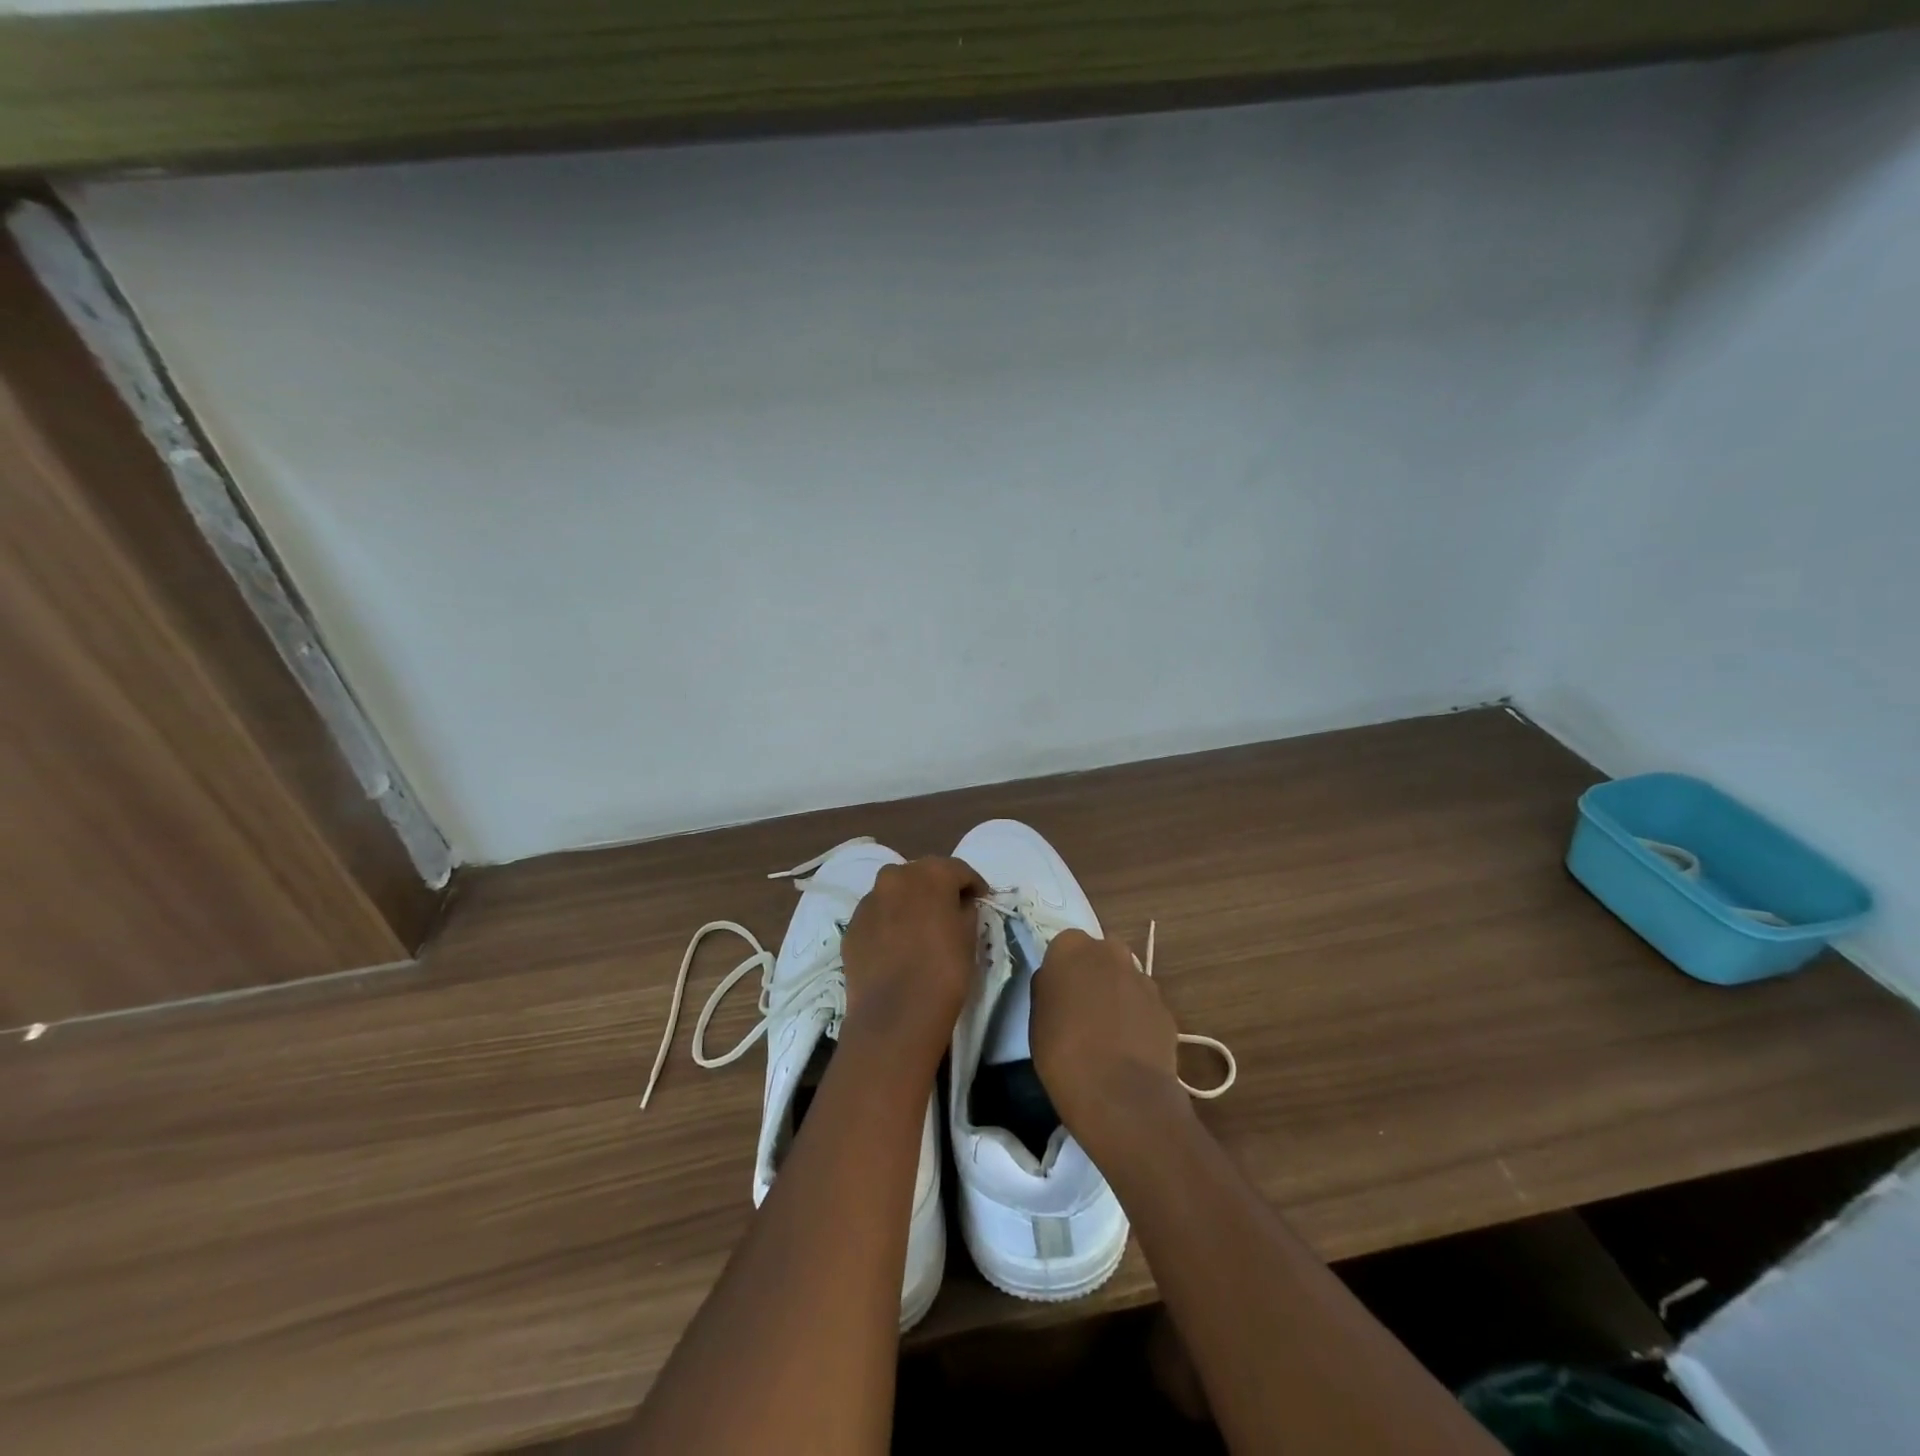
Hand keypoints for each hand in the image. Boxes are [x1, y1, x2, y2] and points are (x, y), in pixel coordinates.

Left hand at [839, 856, 985, 1066]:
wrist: (895, 1015)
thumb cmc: (944, 971)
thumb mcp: (970, 937)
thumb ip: (965, 911)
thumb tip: (958, 906)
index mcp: (930, 873)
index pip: (958, 870)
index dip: (973, 884)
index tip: (981, 899)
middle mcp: (895, 877)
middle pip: (921, 874)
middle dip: (937, 888)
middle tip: (951, 909)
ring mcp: (868, 901)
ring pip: (894, 893)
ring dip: (909, 902)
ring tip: (921, 927)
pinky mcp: (852, 926)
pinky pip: (876, 916)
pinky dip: (889, 922)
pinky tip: (898, 945)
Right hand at [1031, 929, 1187, 1157]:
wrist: (1120, 1094)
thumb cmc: (1063, 1052)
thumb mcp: (1037, 1018)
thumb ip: (1049, 989)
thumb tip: (1059, 985)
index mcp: (1072, 948)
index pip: (1064, 945)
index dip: (1062, 970)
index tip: (1059, 994)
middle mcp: (1111, 952)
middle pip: (1100, 956)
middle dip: (1094, 975)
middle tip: (1083, 1009)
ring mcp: (1142, 979)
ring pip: (1125, 980)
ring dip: (1118, 996)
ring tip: (1108, 1035)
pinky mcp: (1165, 1008)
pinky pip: (1144, 1006)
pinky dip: (1137, 1020)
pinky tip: (1129, 1050)